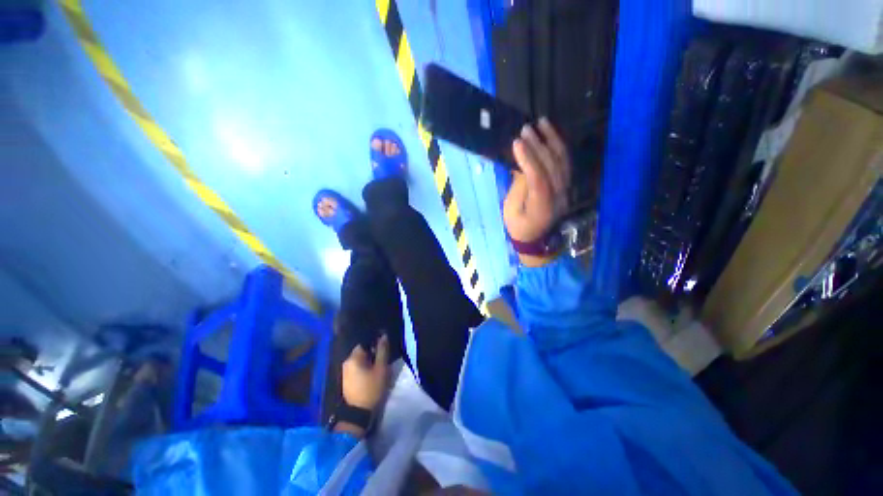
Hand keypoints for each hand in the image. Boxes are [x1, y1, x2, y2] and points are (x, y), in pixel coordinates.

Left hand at [341, 334, 389, 410]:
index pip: (365, 343)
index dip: (375, 344)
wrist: (358, 414)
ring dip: (368, 362)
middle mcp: (346, 362)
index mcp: (353, 358)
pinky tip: (370, 375)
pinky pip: (356, 368)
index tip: (383, 350)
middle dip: (372, 354)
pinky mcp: (346, 380)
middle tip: (382, 361)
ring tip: (377, 368)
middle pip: (361, 352)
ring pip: (359, 361)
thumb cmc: (371, 388)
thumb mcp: (381, 368)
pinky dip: (364, 369)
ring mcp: (345, 372)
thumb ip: (382, 350)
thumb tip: (383, 335)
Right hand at [504, 118, 571, 245]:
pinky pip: (565, 162)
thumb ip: (518, 188)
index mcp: (542, 207)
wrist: (536, 238)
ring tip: (542, 122)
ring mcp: (565, 189)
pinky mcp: (566, 184)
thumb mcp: (511, 211)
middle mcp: (558, 196)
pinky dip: (559, 146)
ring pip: (562, 161)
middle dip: (538, 145)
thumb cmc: (519, 226)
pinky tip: (551, 135)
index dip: (528, 159)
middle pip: (551, 166)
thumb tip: (522, 165)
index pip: (538, 178)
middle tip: (525, 128)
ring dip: (552, 140)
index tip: (516, 142)